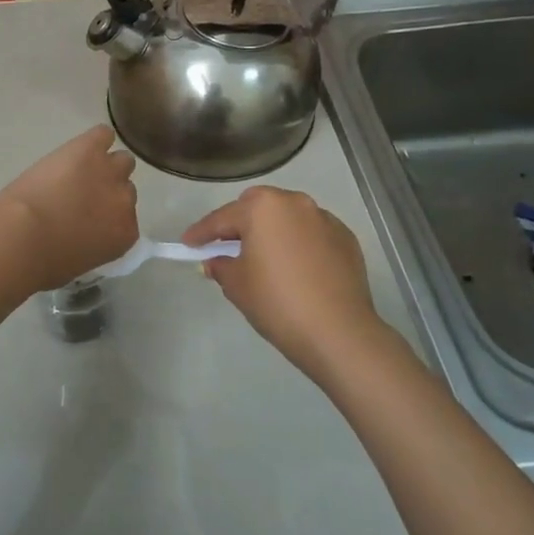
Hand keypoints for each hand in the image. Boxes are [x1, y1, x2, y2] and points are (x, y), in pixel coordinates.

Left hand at [0, 125, 138, 290]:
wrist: (22, 236)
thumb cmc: (44, 262)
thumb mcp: (79, 262)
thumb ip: (93, 244)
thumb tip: (85, 235)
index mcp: (125, 234)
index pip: (127, 217)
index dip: (108, 215)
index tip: (91, 217)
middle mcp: (125, 201)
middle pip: (126, 188)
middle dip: (107, 190)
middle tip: (82, 194)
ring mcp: (109, 171)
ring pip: (121, 160)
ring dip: (104, 165)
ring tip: (81, 169)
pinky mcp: (90, 148)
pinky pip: (103, 134)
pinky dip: (95, 139)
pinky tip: (79, 147)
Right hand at [183, 186, 384, 383]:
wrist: (338, 332)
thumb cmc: (277, 302)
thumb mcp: (237, 285)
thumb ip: (221, 266)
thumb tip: (216, 261)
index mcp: (263, 208)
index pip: (222, 218)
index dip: (201, 233)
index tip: (187, 244)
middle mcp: (295, 203)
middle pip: (258, 206)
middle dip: (241, 223)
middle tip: (227, 247)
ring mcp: (324, 219)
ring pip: (288, 217)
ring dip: (273, 231)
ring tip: (265, 258)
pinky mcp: (346, 239)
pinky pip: (312, 234)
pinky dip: (299, 243)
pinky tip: (296, 269)